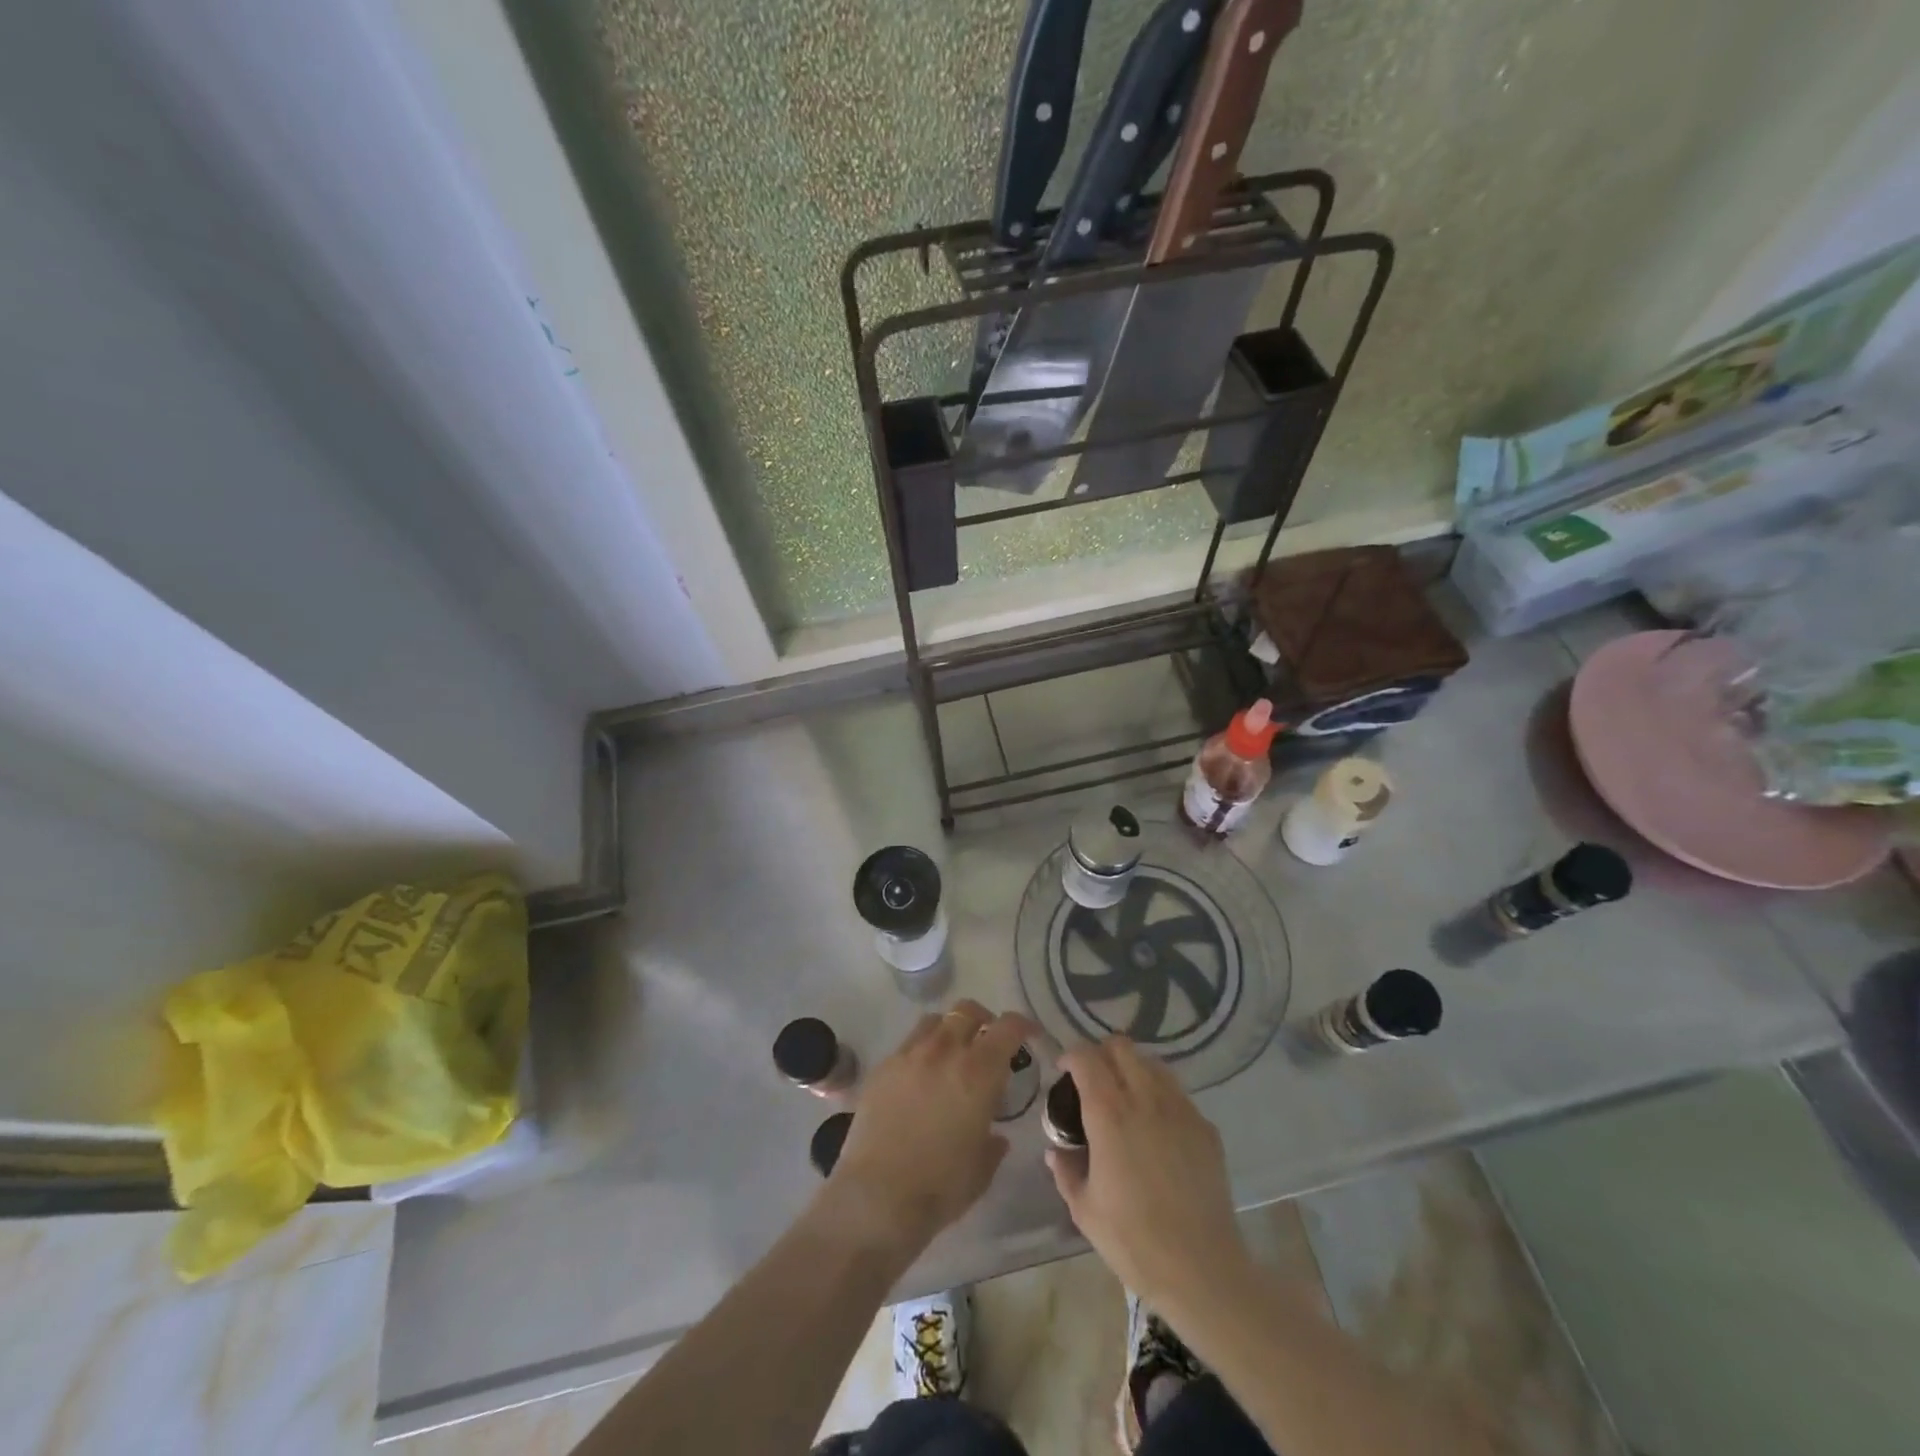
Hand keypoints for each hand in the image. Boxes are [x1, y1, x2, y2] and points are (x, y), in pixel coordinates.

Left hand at [825, 1001, 1034, 1262]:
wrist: (876, 1196)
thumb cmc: (940, 1187)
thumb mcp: (981, 1169)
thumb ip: (993, 1144)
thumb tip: (996, 1136)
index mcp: (978, 1072)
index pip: (1007, 1028)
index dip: (1023, 1025)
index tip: (1029, 1034)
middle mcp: (944, 1051)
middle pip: (967, 1011)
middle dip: (983, 1020)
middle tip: (987, 1042)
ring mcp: (909, 1055)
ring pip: (935, 1020)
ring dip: (950, 1029)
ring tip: (952, 1054)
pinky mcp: (882, 1067)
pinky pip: (908, 1044)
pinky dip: (921, 1051)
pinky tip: (919, 1078)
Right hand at [1046, 1037, 1250, 1313]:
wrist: (1201, 1270)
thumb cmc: (1133, 1240)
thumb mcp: (1084, 1210)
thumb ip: (1065, 1170)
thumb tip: (1056, 1150)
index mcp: (1109, 1113)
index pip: (1086, 1057)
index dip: (1071, 1056)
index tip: (1063, 1071)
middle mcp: (1145, 1098)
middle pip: (1121, 1047)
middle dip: (1102, 1053)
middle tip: (1093, 1080)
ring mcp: (1180, 1110)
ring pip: (1153, 1063)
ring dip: (1133, 1069)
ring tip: (1126, 1097)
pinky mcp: (1206, 1128)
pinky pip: (1178, 1094)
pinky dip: (1161, 1096)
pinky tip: (1158, 1128)